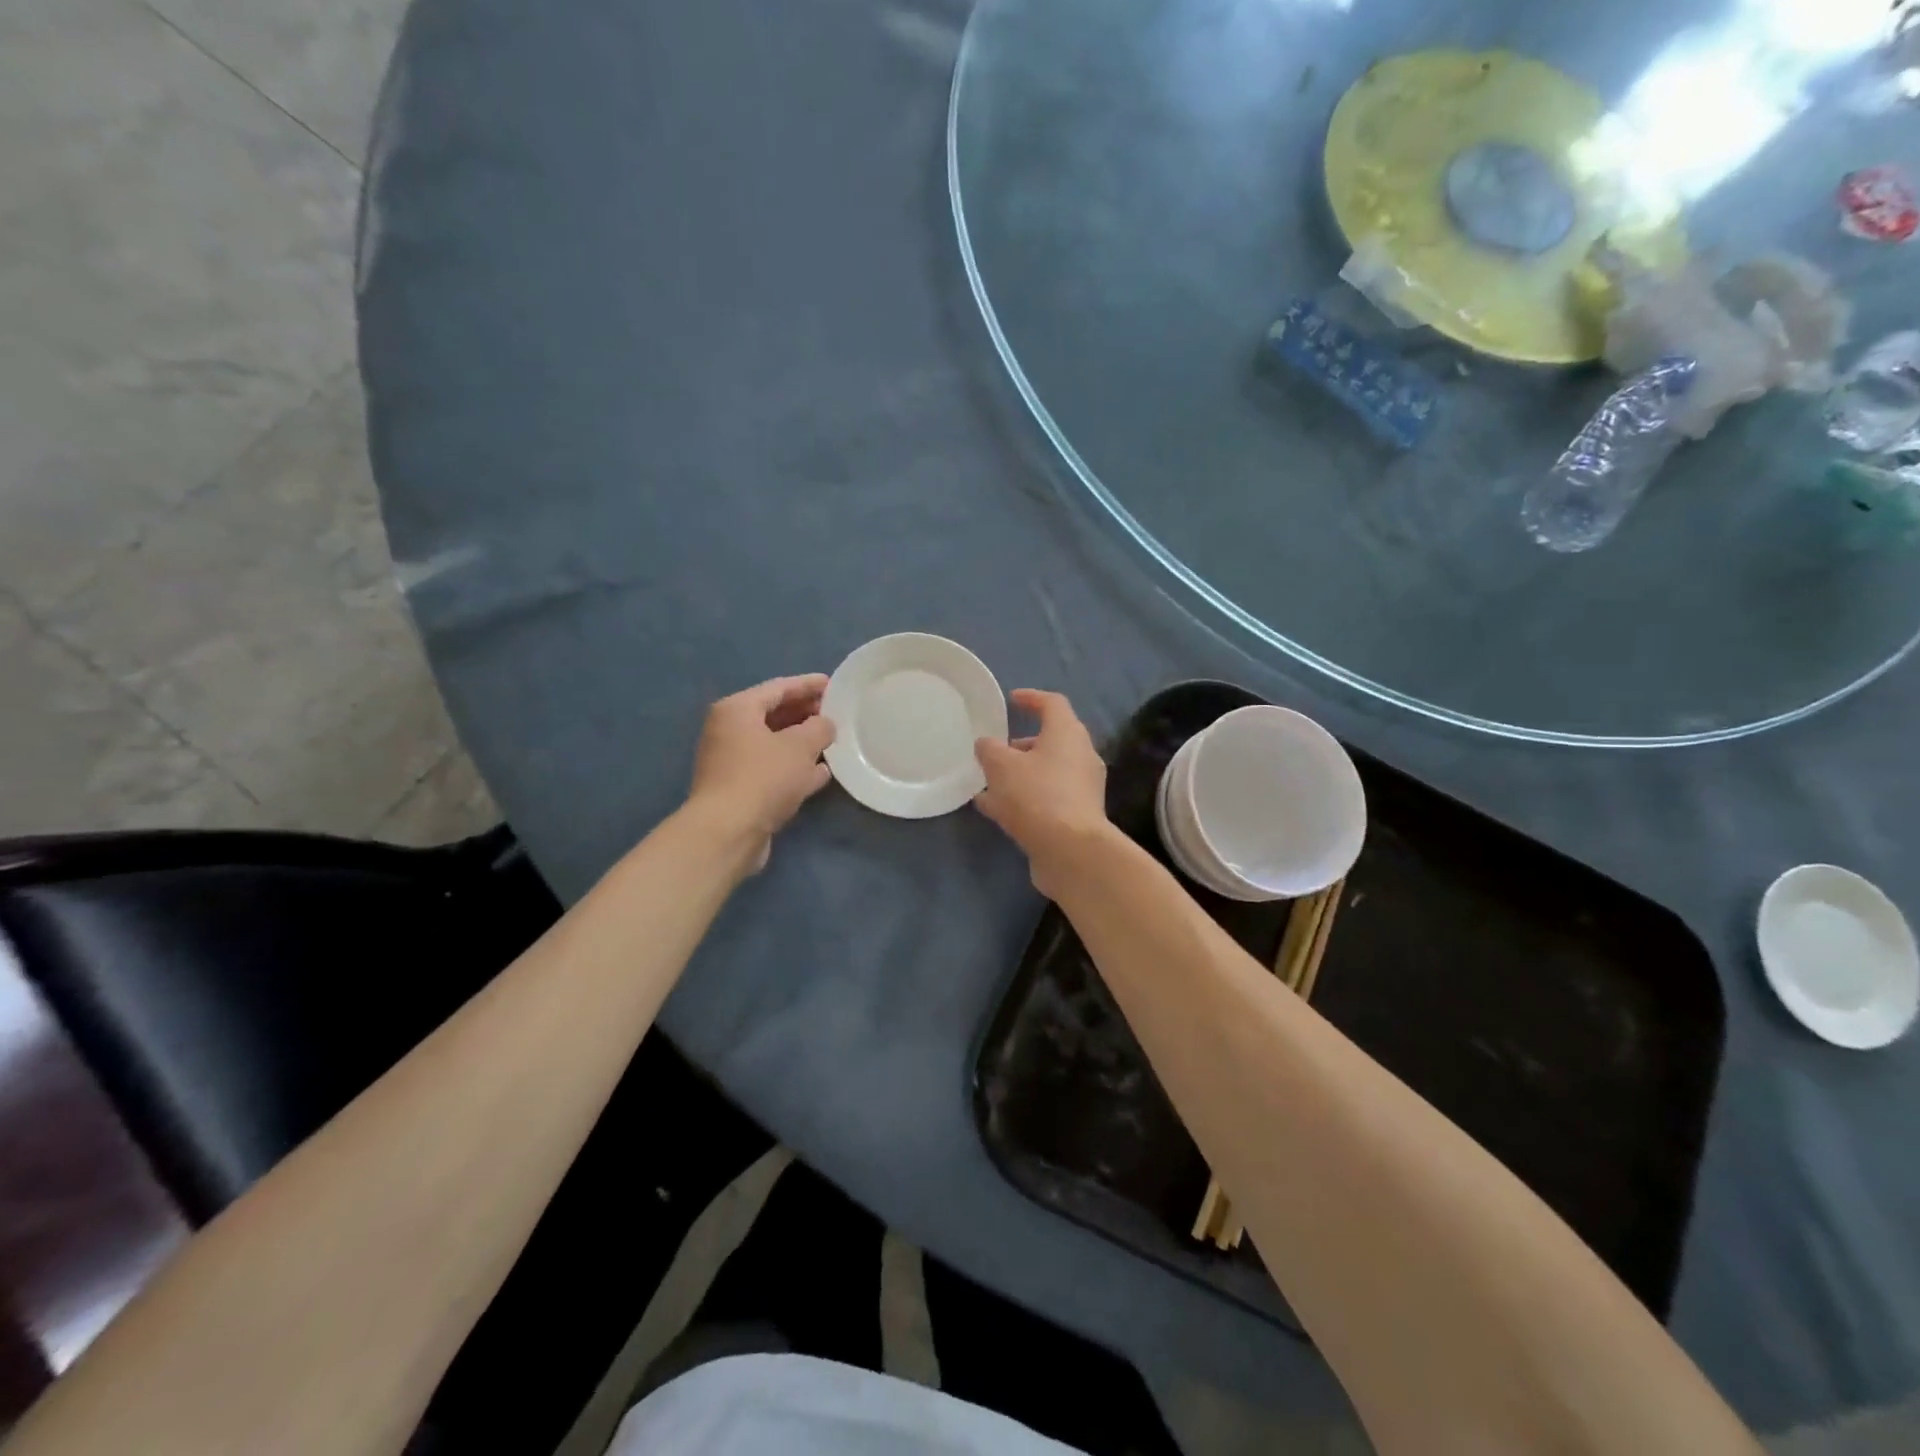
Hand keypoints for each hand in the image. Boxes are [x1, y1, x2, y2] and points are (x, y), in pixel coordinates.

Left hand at [688, 675, 836, 864]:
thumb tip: (825, 725)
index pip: (778, 687)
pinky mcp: (740, 790)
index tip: (833, 685)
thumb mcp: (800, 746)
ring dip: (803, 743)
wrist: (728, 832)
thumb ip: (819, 728)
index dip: (808, 684)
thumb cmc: (763, 777)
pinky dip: (795, 768)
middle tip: (836, 713)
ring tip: (833, 741)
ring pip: (774, 744)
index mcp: (737, 710)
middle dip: (806, 713)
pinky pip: (773, 769)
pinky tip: (821, 774)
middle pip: (774, 715)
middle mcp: (729, 731)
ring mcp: (732, 762)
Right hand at [974, 689, 1111, 890]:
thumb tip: (987, 745)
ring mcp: (1081, 789)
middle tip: (995, 750)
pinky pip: (1045, 798)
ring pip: (1045, 773)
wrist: (1071, 852)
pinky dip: (1022, 799)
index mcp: (1067, 734)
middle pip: (1051, 741)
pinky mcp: (1076, 817)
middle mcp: (1080, 757)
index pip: (1052, 704)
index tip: (1011, 700)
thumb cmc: (1037, 796)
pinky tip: (993, 809)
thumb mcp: (1001, 766)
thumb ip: (989, 749)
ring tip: (986, 783)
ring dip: (1018, 775)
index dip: (1031, 698)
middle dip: (1021, 745)